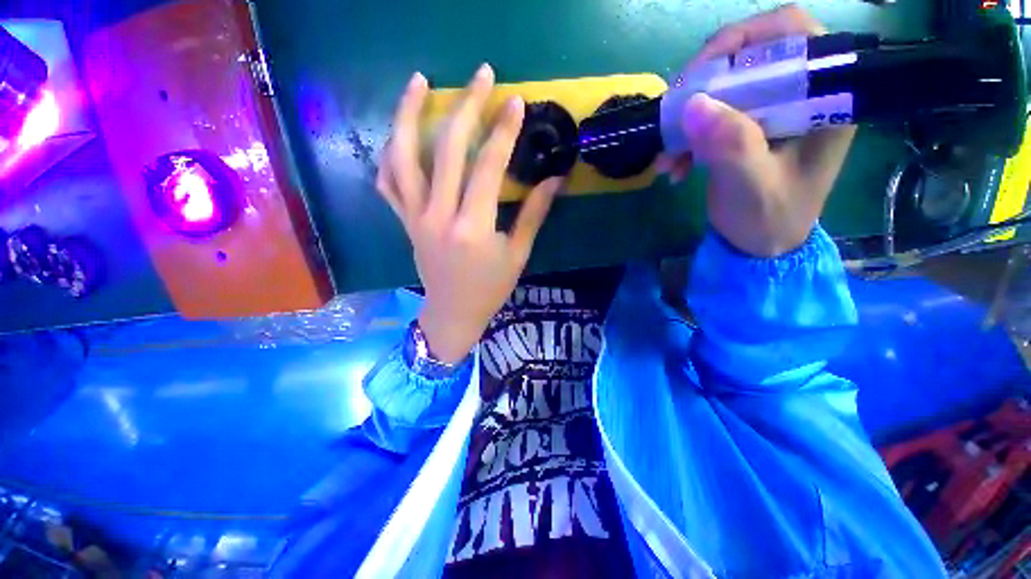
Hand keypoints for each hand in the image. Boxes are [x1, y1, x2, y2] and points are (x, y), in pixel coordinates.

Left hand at [377, 64, 561, 362]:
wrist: (452, 312)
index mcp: (472, 227)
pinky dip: (389, 154)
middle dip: (466, 107)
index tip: (515, 101)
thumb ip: (533, 214)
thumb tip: (555, 180)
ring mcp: (414, 217)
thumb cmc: (489, 289)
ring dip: (409, 115)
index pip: (487, 167)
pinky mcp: (404, 221)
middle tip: (481, 76)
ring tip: (418, 82)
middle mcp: (438, 216)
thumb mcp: (517, 255)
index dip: (503, 131)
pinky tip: (399, 135)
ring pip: (402, 157)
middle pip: (447, 150)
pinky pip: (387, 182)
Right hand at [666, 4, 855, 256]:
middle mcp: (800, 95)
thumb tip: (694, 104)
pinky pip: (711, 116)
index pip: (792, 35)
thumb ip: (731, 146)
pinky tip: (672, 165)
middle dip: (704, 84)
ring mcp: (770, 112)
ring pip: (723, 87)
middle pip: (750, 57)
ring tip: (667, 154)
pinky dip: (686, 137)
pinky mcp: (746, 128)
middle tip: (674, 113)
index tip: (700, 73)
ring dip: (688, 117)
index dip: (745, 39)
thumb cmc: (768, 219)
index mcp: (824, 100)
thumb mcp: (752, 187)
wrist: (760, 246)